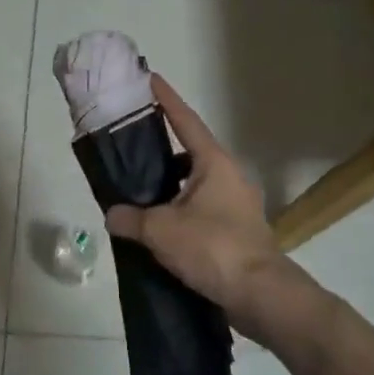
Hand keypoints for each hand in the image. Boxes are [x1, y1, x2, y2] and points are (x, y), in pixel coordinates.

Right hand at [104, 74, 325, 350]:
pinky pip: (202, 211)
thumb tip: (113, 215)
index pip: (185, 121)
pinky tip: (159, 231)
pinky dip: (180, 213)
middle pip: (189, 154)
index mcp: (214, 163)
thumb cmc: (213, 248)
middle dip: (161, 152)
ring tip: (138, 197)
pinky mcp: (237, 231)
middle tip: (131, 151)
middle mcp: (228, 176)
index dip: (166, 100)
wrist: (260, 295)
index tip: (150, 79)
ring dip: (169, 188)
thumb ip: (132, 218)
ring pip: (194, 186)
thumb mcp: (162, 230)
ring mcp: (237, 205)